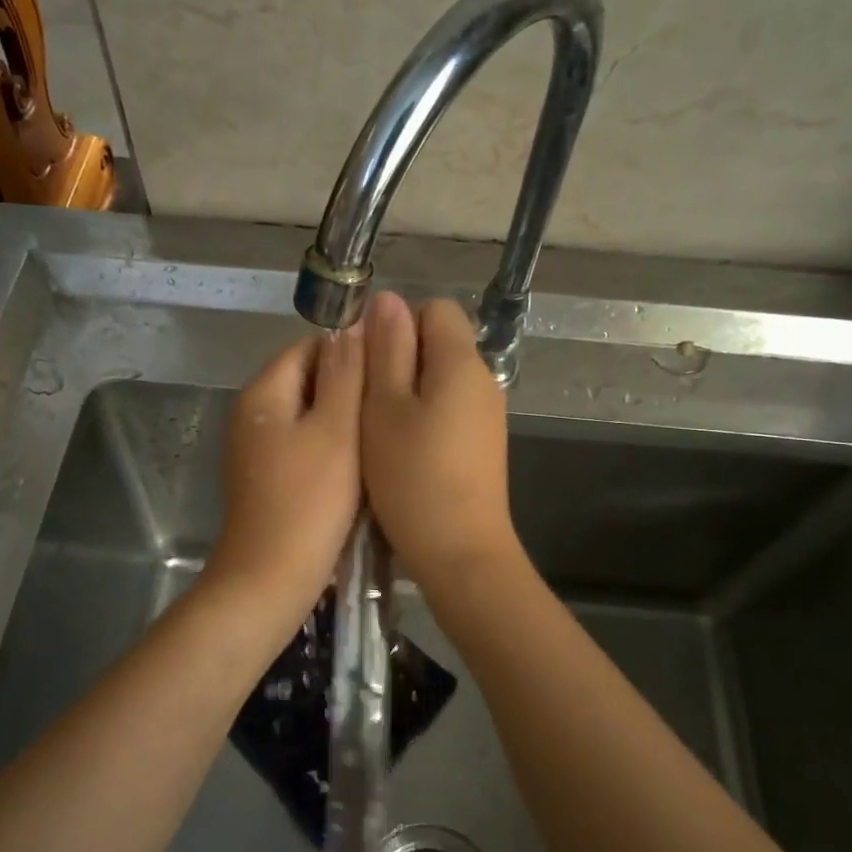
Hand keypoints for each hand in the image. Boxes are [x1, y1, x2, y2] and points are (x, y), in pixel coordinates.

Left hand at [206, 327, 364, 632]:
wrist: (270, 580)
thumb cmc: (309, 502)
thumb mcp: (336, 430)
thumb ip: (344, 375)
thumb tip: (348, 326)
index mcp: (263, 393)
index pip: (310, 346)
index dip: (352, 352)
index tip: (390, 371)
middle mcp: (252, 413)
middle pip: (307, 379)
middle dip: (348, 388)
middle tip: (391, 405)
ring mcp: (256, 448)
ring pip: (308, 415)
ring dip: (342, 420)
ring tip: (382, 432)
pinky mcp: (266, 477)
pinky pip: (303, 444)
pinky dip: (330, 447)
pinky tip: (359, 463)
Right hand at [361, 293, 519, 589]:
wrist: (460, 551)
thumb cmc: (412, 477)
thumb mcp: (384, 408)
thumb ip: (386, 350)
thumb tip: (388, 300)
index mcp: (461, 362)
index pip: (435, 308)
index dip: (398, 323)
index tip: (368, 361)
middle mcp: (482, 379)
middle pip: (439, 342)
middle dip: (398, 359)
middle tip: (365, 399)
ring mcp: (487, 414)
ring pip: (440, 378)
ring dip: (407, 391)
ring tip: (377, 427)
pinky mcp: (483, 443)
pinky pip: (449, 408)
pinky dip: (423, 416)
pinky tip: (402, 449)